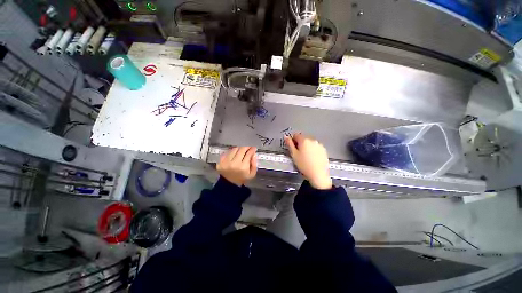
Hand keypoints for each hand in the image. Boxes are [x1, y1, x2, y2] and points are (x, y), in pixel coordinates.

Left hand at [217, 146, 257, 185]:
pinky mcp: (220, 162)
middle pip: (241, 149)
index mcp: (243, 167)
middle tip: (248, 148)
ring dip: (239, 149)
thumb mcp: (252, 174)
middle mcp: (234, 163)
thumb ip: (254, 164)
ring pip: (234, 149)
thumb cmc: (242, 179)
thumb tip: (253, 154)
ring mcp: (226, 162)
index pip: (248, 154)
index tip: (254, 148)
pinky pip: (227, 153)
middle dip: (246, 147)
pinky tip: (235, 154)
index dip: (252, 149)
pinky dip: (232, 152)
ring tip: (242, 150)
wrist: (229, 184)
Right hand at [285, 134, 331, 189]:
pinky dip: (313, 150)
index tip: (292, 147)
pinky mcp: (323, 150)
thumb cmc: (304, 165)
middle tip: (298, 153)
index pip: (296, 135)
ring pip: (310, 143)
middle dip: (300, 144)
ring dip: (306, 147)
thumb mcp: (294, 154)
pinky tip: (312, 158)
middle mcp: (313, 140)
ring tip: (305, 157)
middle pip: (303, 138)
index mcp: (304, 140)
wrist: (318, 174)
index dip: (292, 140)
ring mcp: (319, 145)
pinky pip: (316, 147)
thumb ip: (289, 144)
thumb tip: (286, 136)